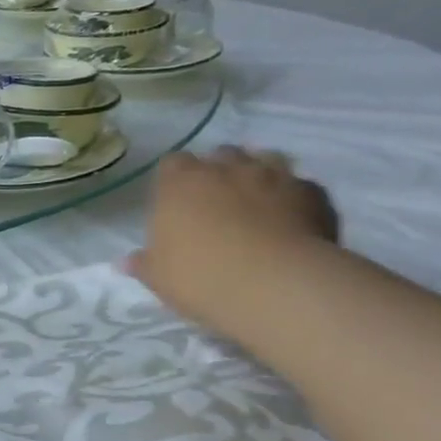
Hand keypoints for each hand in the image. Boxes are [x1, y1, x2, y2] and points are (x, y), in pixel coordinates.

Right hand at [128, 147, 339, 337]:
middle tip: (217, 202)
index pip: (173, 163)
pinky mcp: (313, 194)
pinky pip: (301, 187)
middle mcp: (226, 168)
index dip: (175, 179)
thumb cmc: (200, 276)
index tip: (176, 201)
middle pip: (221, 155)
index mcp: (180, 182)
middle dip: (220, 171)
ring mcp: (274, 176)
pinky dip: (295, 199)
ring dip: (260, 175)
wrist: (275, 286)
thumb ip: (144, 263)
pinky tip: (293, 222)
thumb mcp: (159, 277)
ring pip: (266, 160)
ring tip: (257, 203)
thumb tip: (127, 262)